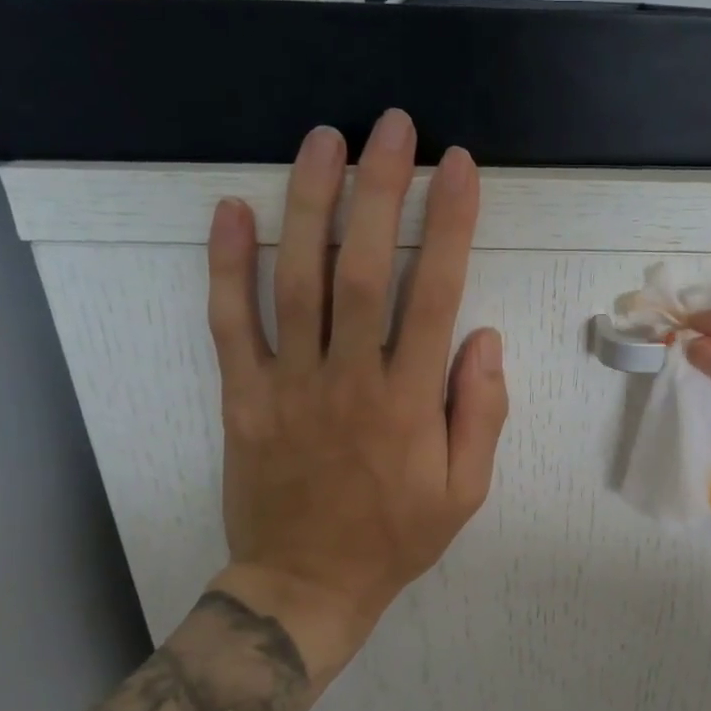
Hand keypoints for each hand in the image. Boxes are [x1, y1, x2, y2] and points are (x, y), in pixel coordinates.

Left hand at [204, 111, 508, 675]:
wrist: (307, 585)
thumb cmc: (396, 537)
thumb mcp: (466, 491)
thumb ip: (480, 413)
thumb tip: (483, 338)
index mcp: (409, 401)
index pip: (434, 294)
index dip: (448, 225)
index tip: (457, 167)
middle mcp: (349, 379)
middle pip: (362, 268)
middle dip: (379, 189)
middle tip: (390, 126)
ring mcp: (288, 385)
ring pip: (296, 281)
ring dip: (309, 204)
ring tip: (322, 140)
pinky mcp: (243, 398)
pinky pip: (230, 325)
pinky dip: (227, 265)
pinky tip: (234, 209)